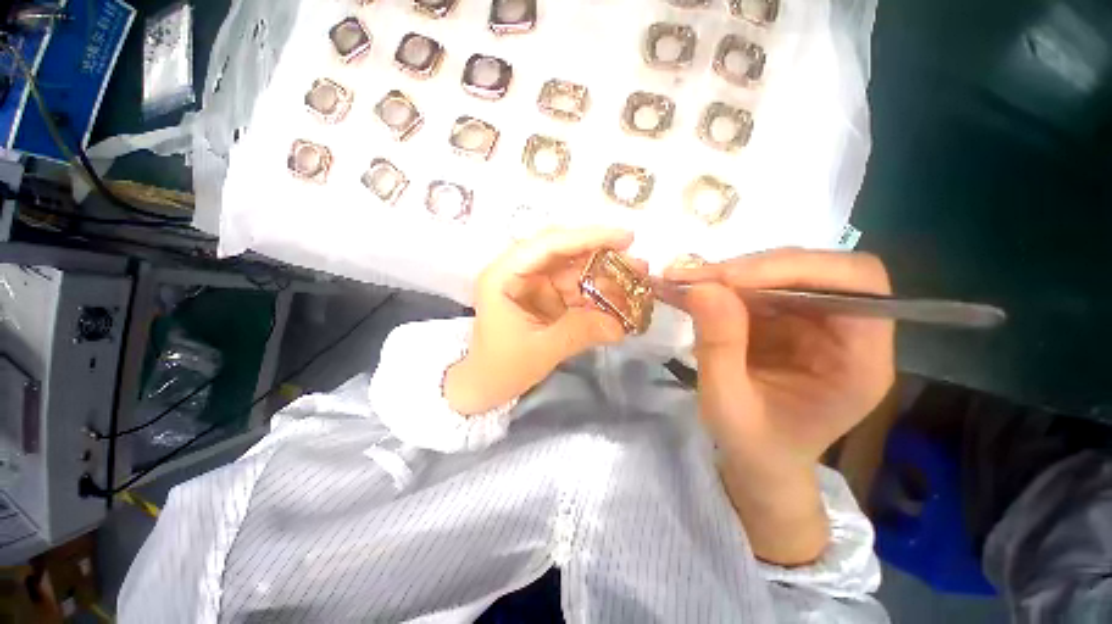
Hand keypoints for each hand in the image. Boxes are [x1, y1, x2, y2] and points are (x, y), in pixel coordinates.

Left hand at [445, 227, 643, 415]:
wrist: (486, 385)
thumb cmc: (501, 367)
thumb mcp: (540, 351)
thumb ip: (579, 333)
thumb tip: (621, 325)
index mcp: (504, 275)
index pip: (548, 244)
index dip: (587, 237)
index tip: (625, 238)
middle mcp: (519, 270)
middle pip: (564, 251)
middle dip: (602, 255)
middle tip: (637, 263)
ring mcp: (534, 283)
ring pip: (574, 269)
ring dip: (605, 275)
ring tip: (636, 282)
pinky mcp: (546, 297)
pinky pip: (576, 288)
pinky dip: (598, 294)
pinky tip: (620, 300)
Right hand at [662, 249, 894, 563]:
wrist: (758, 461)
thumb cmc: (754, 446)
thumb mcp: (728, 404)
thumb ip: (718, 346)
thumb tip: (702, 286)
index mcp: (860, 362)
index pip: (857, 284)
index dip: (796, 269)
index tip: (730, 280)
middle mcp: (847, 332)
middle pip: (815, 270)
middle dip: (751, 269)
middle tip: (694, 278)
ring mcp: (814, 322)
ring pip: (778, 273)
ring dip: (728, 275)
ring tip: (683, 282)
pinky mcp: (784, 320)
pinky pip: (754, 288)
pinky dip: (719, 285)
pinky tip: (689, 290)